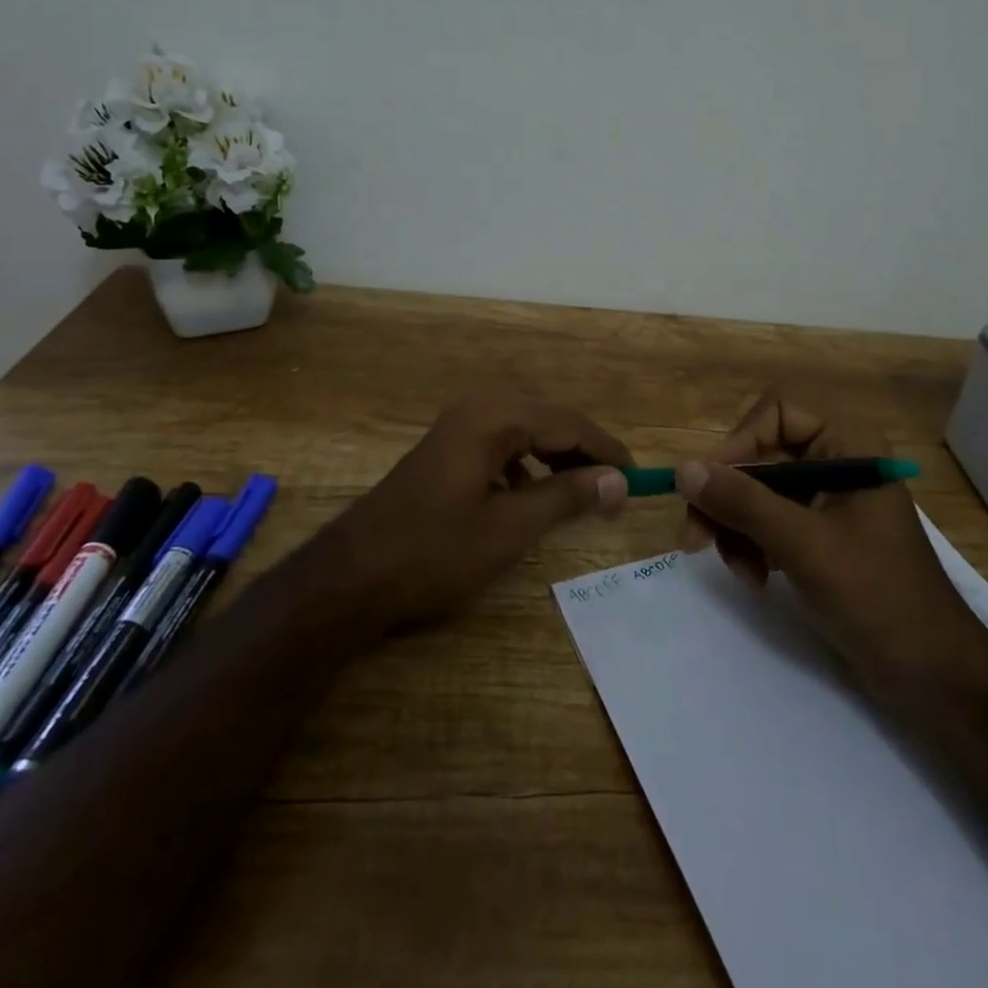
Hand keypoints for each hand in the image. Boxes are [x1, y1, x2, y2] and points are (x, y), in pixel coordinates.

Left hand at [316, 397, 632, 631]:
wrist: (350, 578)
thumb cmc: (434, 552)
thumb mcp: (510, 528)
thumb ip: (567, 497)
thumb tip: (619, 479)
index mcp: (494, 418)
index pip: (568, 423)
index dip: (606, 450)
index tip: (638, 478)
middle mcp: (477, 409)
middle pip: (548, 421)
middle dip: (583, 452)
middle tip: (614, 487)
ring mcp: (457, 428)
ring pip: (525, 433)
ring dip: (556, 458)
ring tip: (582, 492)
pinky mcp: (446, 450)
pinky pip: (501, 445)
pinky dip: (526, 465)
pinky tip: (531, 495)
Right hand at [675, 393, 981, 695]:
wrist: (933, 675)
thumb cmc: (877, 596)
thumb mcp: (803, 545)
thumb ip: (743, 503)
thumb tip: (683, 469)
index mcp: (848, 447)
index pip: (775, 414)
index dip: (737, 443)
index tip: (707, 486)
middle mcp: (836, 462)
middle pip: (759, 457)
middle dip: (727, 499)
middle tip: (694, 539)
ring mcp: (827, 501)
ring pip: (757, 493)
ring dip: (737, 529)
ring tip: (742, 573)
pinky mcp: (819, 536)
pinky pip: (768, 522)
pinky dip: (753, 546)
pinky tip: (756, 580)